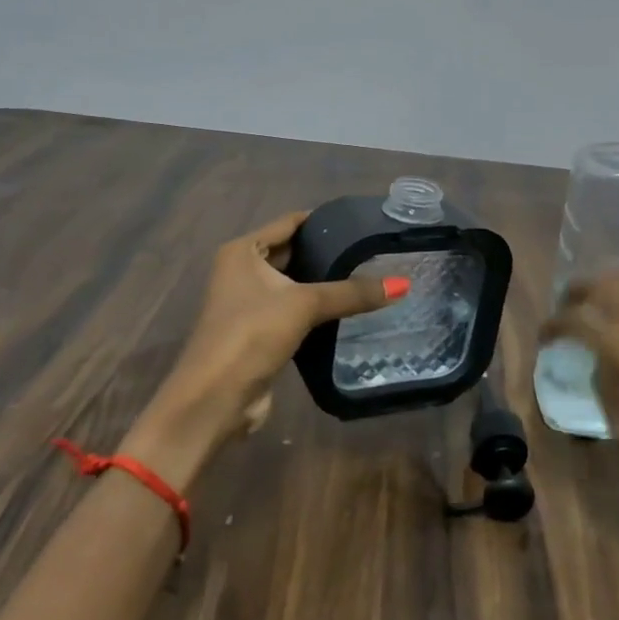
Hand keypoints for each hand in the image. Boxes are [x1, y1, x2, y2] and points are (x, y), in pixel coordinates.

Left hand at [126, 211, 399, 482]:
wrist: (215, 398)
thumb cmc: (251, 334)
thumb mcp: (304, 305)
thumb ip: (352, 293)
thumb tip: (403, 284)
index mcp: (243, 251)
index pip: (290, 223)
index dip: (324, 221)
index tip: (362, 221)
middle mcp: (242, 271)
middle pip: (293, 252)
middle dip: (328, 252)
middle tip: (373, 251)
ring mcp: (249, 303)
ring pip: (295, 284)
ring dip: (324, 284)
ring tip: (370, 275)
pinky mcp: (259, 332)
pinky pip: (295, 311)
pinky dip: (318, 309)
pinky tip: (350, 310)